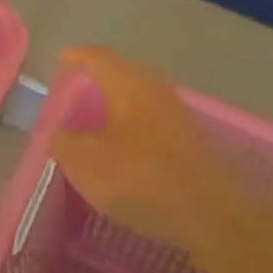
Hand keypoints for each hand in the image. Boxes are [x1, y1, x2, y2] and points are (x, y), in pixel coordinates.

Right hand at [50, 45, 226, 249]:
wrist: (214, 216)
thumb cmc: (141, 176)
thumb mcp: (86, 161)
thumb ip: (65, 143)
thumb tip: (58, 134)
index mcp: (128, 84)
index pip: (98, 57)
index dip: (78, 57)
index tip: (63, 60)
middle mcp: (156, 92)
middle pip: (125, 75)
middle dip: (102, 79)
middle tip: (81, 88)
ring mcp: (180, 119)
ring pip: (143, 101)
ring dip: (122, 107)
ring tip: (101, 122)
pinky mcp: (195, 147)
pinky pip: (157, 127)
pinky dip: (137, 131)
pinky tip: (128, 152)